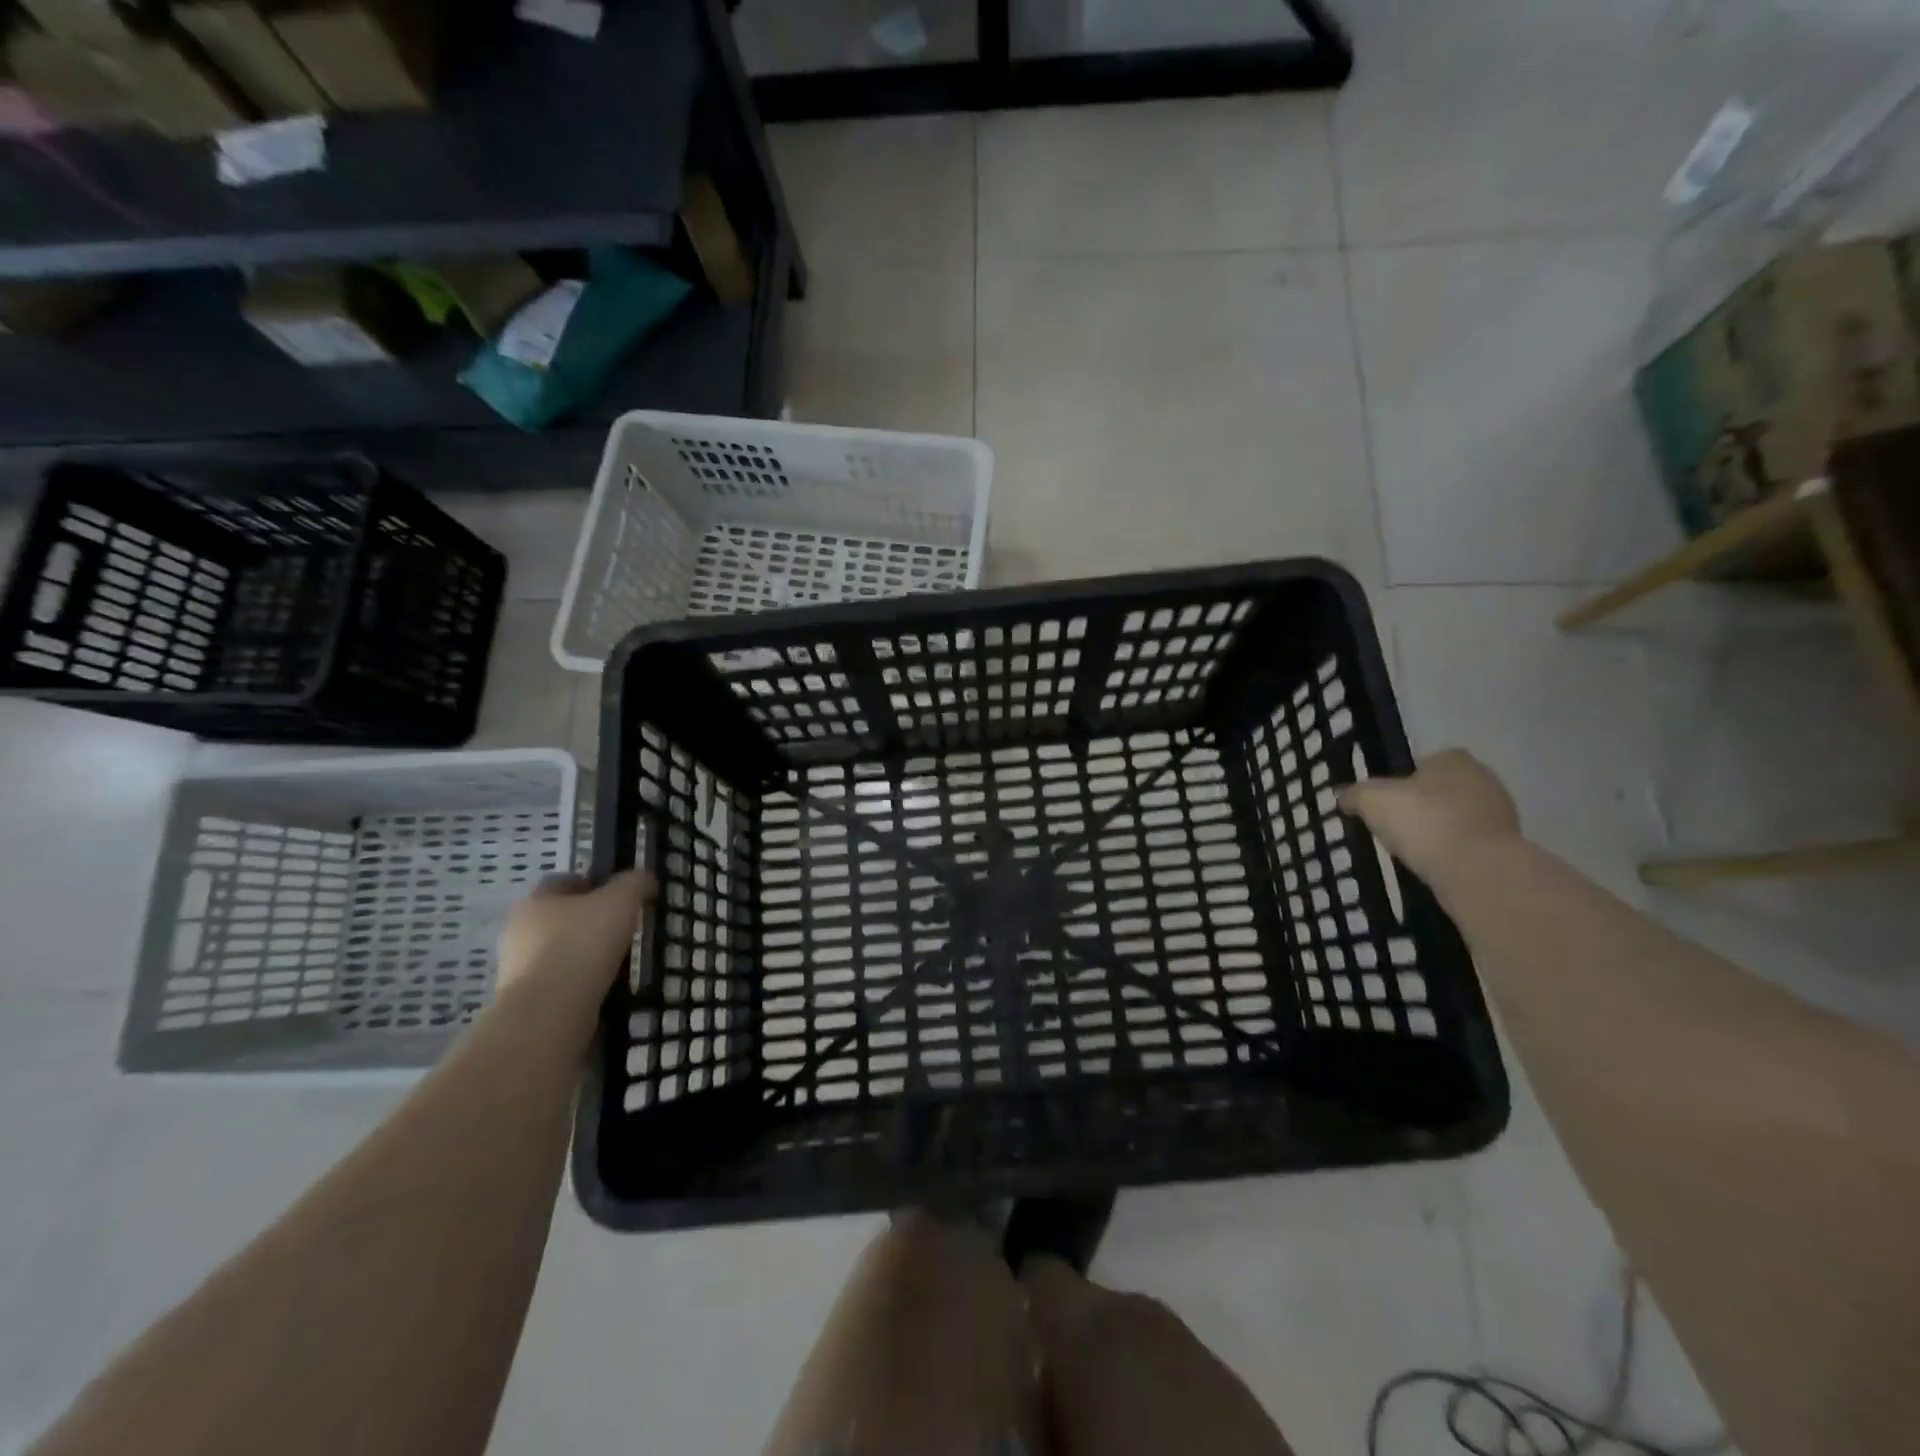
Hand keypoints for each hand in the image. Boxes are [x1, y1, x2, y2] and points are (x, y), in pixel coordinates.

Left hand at [497, 871, 653, 997]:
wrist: (550, 1012)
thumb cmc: (583, 943)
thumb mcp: (621, 900)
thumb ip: (635, 883)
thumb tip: (644, 880)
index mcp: (535, 901)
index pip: (563, 882)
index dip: (594, 884)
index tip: (621, 897)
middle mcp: (519, 931)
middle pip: (561, 918)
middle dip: (590, 922)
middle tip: (623, 930)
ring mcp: (518, 969)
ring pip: (560, 952)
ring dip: (586, 956)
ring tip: (620, 963)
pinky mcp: (527, 1001)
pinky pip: (561, 984)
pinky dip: (582, 984)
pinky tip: (606, 989)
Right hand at [1338, 749, 1521, 880]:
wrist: (1477, 870)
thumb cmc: (1423, 822)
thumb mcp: (1372, 801)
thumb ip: (1355, 794)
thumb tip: (1342, 795)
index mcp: (1454, 759)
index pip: (1426, 761)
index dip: (1404, 779)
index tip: (1388, 801)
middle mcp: (1484, 778)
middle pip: (1444, 788)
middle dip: (1424, 804)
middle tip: (1397, 825)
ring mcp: (1502, 813)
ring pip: (1460, 815)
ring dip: (1441, 828)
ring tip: (1415, 850)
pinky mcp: (1509, 845)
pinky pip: (1472, 841)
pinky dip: (1455, 850)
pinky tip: (1436, 864)